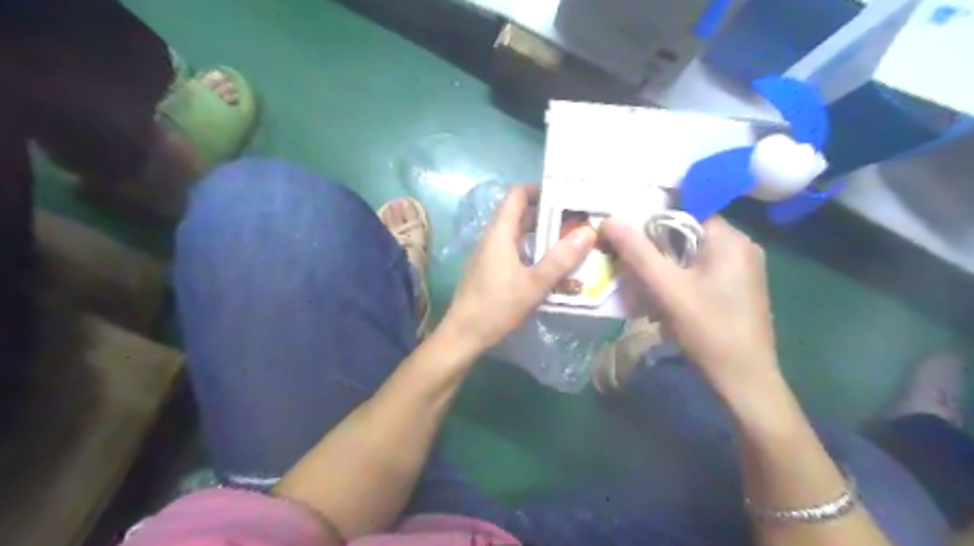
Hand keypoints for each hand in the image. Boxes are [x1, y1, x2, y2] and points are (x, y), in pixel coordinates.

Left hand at [441, 184, 593, 352]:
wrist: (463, 335)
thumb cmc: (496, 307)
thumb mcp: (534, 284)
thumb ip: (561, 259)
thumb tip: (588, 232)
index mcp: (499, 233)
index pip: (516, 195)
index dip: (539, 190)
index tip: (565, 196)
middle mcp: (491, 238)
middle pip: (518, 214)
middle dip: (546, 214)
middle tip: (574, 221)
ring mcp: (487, 255)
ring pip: (516, 235)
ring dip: (539, 235)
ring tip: (567, 242)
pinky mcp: (488, 271)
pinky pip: (512, 251)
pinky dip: (530, 251)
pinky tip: (547, 267)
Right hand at [603, 215, 776, 393]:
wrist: (745, 380)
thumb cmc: (709, 330)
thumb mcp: (668, 289)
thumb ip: (638, 252)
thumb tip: (609, 219)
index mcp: (730, 239)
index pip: (686, 209)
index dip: (652, 216)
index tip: (624, 228)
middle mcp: (741, 247)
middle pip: (687, 232)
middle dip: (655, 246)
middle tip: (626, 259)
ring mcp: (741, 269)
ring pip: (691, 254)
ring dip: (664, 264)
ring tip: (639, 281)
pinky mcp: (736, 288)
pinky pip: (700, 271)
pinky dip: (678, 278)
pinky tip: (662, 298)